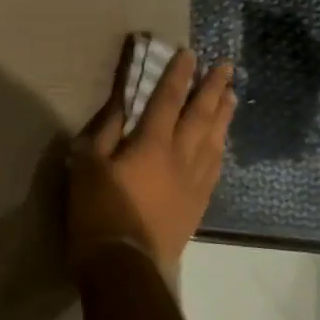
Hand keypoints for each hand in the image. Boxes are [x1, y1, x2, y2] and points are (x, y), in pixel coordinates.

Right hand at [68, 44, 235, 280]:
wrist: (125, 265)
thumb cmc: (98, 211)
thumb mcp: (88, 165)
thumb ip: (104, 131)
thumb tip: (119, 104)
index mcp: (152, 143)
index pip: (168, 100)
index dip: (178, 75)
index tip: (189, 54)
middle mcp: (181, 157)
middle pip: (201, 116)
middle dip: (213, 88)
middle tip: (227, 67)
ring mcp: (194, 182)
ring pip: (215, 140)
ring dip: (223, 115)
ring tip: (232, 96)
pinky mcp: (198, 205)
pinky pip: (215, 168)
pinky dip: (221, 149)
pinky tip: (222, 145)